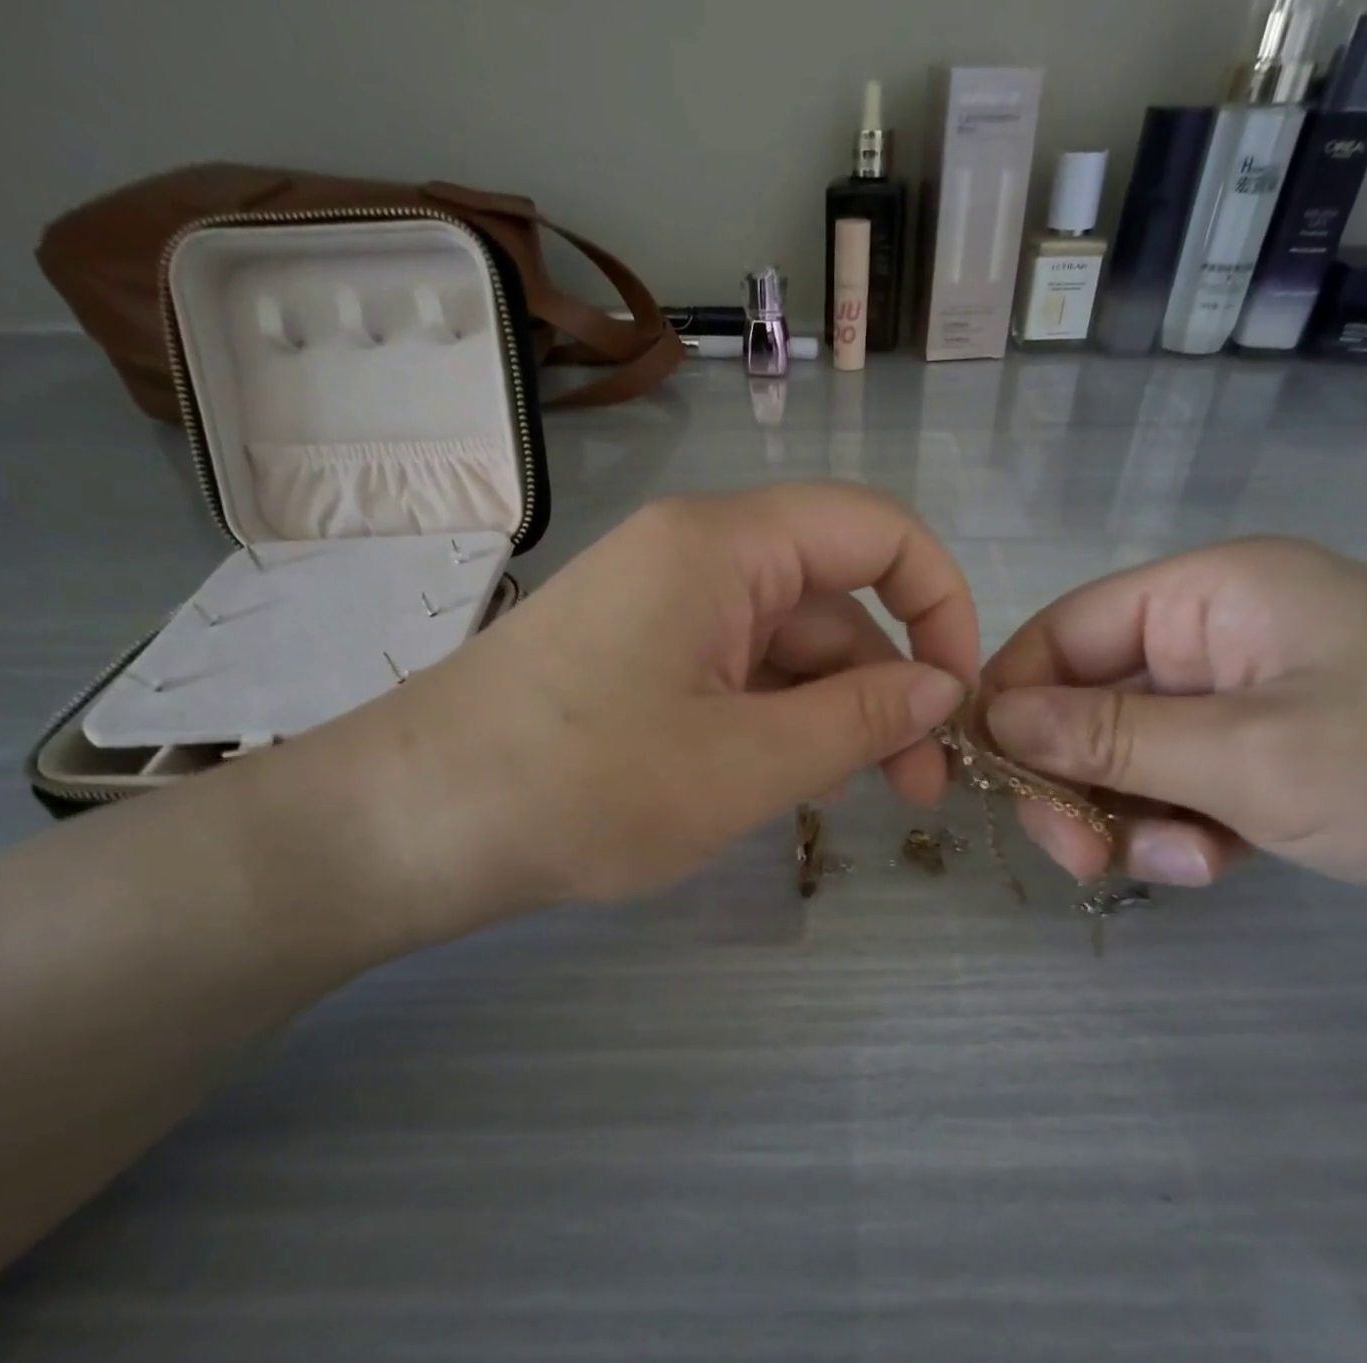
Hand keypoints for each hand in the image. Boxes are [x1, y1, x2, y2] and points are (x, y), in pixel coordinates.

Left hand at [327, 485, 976, 936]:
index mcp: (725, 546)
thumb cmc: (581, 789)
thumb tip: (943, 689)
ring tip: (852, 798)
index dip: (941, 602)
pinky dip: (777, 721)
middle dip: (889, 687)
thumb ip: (860, 720)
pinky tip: (786, 782)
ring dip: (833, 714)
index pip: (878, 531)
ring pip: (787, 647)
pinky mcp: (639, 656)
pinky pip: (738, 673)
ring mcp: (664, 607)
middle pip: (834, 600)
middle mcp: (698, 556)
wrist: (408, 827)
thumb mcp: (745, 764)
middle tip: (917, 789)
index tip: (958, 696)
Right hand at [979, 538, 1366, 922]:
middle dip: (1074, 780)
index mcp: (1208, 593)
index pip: (1062, 633)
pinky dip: (1176, 828)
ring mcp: (1236, 697)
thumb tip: (993, 721)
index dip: (1012, 700)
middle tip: (1079, 856)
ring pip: (1125, 754)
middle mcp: (1213, 635)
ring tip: (1183, 865)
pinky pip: (1174, 784)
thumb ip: (1108, 737)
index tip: (989, 777)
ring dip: (1130, 815)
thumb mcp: (1247, 755)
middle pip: (1086, 701)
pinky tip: (1215, 864)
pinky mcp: (1259, 752)